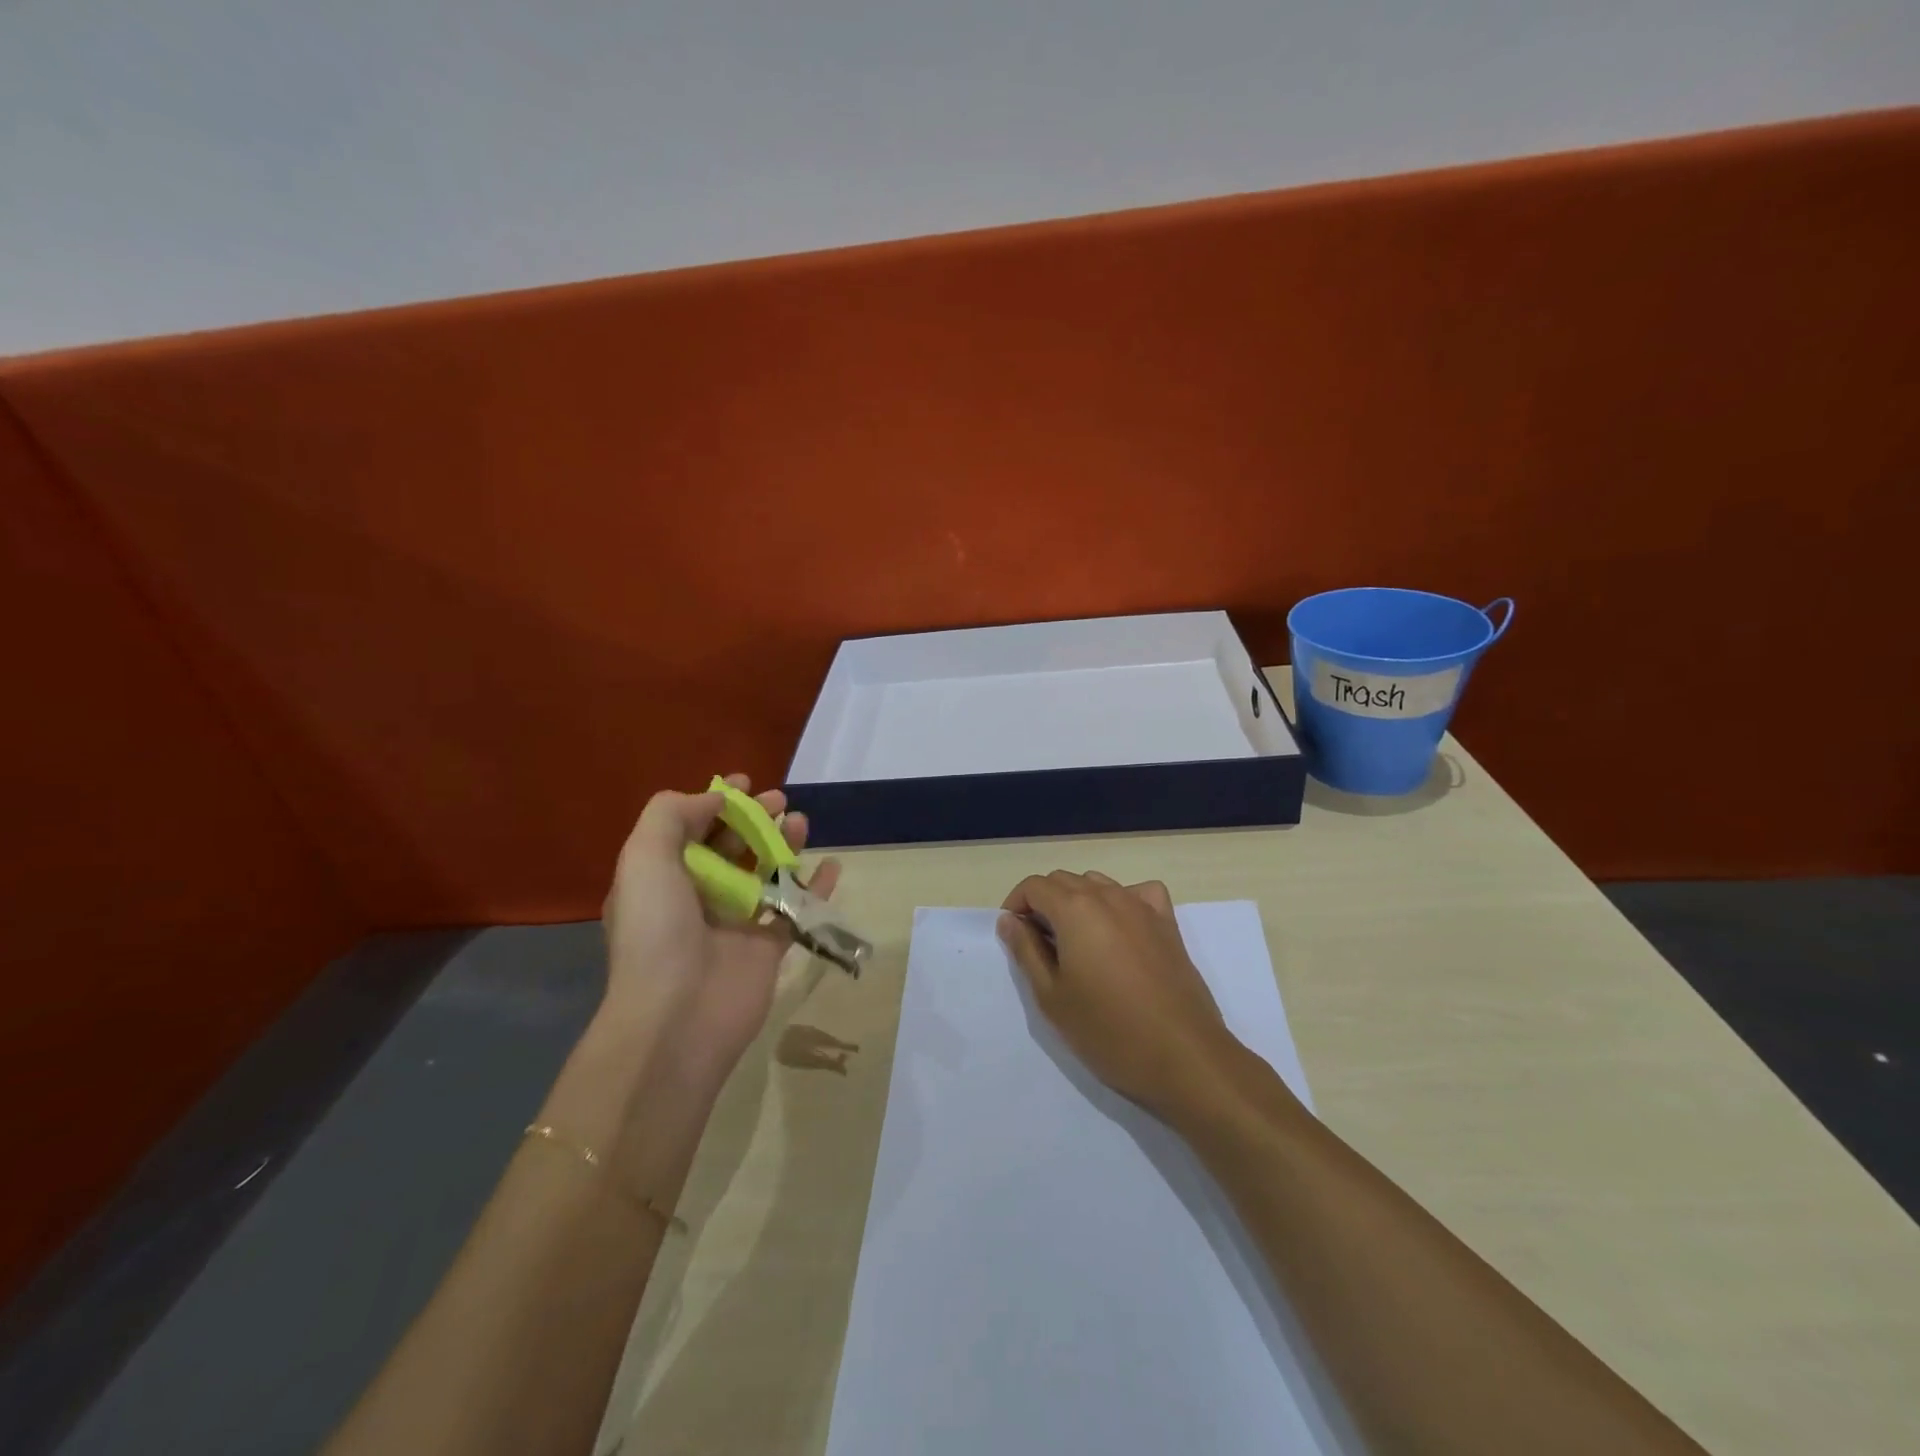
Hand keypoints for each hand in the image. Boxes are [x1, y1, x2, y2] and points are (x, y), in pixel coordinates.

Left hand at [600, 774, 840, 1087]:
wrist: (679, 1015)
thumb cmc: (657, 930)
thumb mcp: (643, 858)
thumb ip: (671, 815)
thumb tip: (715, 799)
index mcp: (662, 878)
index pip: (690, 829)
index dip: (716, 802)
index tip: (745, 783)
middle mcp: (697, 897)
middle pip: (731, 847)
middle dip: (753, 819)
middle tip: (779, 801)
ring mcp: (735, 923)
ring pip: (765, 873)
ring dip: (784, 844)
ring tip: (802, 823)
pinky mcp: (768, 947)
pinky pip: (796, 908)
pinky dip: (815, 887)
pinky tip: (832, 865)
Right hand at [998, 871, 1238, 1117]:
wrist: (1183, 1057)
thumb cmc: (1108, 1030)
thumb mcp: (1052, 996)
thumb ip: (1026, 951)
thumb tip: (1010, 920)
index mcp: (1075, 909)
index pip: (1034, 886)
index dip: (1016, 905)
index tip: (1014, 935)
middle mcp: (1108, 896)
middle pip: (1065, 880)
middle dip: (1044, 903)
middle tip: (1039, 945)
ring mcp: (1142, 906)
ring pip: (1098, 884)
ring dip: (1078, 901)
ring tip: (1076, 942)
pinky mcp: (1168, 923)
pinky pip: (1138, 893)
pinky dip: (1121, 900)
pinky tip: (1120, 929)